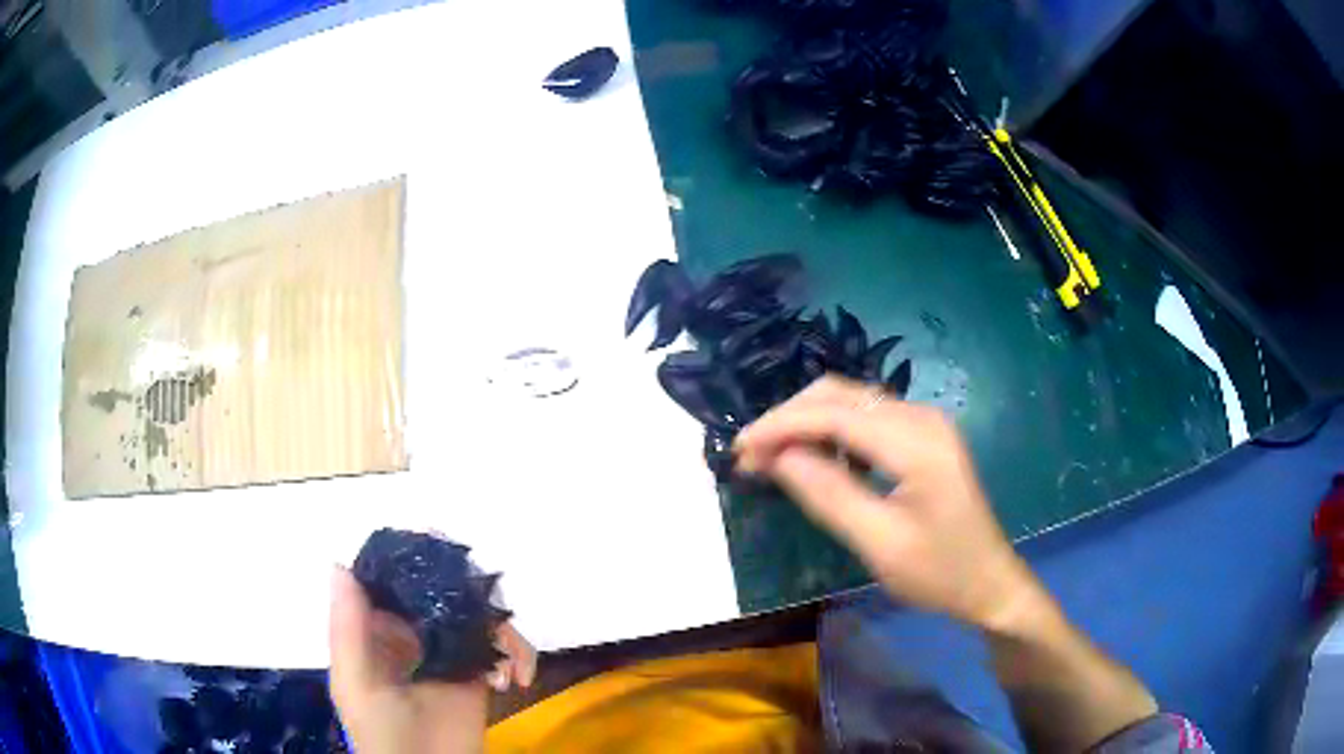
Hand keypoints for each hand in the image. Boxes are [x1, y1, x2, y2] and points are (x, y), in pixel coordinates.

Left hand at [328, 567, 536, 753]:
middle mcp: (411, 634)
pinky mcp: (478, 673)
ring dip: (495, 623)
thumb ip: (347, 629)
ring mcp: (447, 652)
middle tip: (482, 593)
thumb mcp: (356, 683)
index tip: (435, 543)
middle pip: (438, 591)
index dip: (408, 560)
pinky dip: (517, 653)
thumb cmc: (381, 731)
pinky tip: (518, 678)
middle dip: (463, 587)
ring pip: (473, 615)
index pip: (389, 582)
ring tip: (505, 652)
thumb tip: (340, 564)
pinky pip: (501, 648)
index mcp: (375, 631)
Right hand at [734, 375, 1042, 630]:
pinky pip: (867, 418)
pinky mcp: (923, 437)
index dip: (781, 426)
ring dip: (807, 422)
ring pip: (851, 401)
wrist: (990, 583)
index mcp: (916, 441)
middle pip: (840, 395)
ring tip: (771, 458)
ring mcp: (925, 423)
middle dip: (789, 418)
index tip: (739, 450)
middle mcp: (921, 416)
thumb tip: (776, 457)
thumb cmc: (939, 572)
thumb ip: (828, 495)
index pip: (835, 414)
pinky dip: (831, 431)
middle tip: (750, 456)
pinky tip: (814, 458)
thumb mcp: (879, 542)